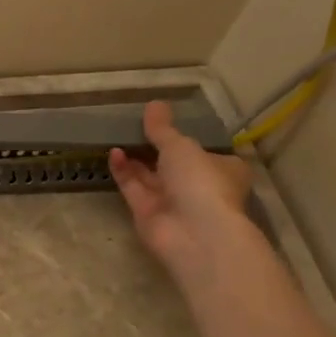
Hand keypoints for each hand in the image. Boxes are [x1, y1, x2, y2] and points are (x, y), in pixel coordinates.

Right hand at [108, 100, 253, 274]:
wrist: (193, 233)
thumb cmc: (200, 182)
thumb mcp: (181, 146)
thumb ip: (163, 128)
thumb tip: (154, 103)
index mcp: (222, 169)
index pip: (205, 151)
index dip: (186, 138)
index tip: (165, 123)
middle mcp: (198, 186)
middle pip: (173, 164)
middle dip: (154, 147)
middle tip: (134, 125)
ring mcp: (173, 202)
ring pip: (150, 176)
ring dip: (135, 157)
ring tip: (118, 135)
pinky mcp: (148, 213)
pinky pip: (133, 188)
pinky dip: (124, 171)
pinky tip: (113, 153)